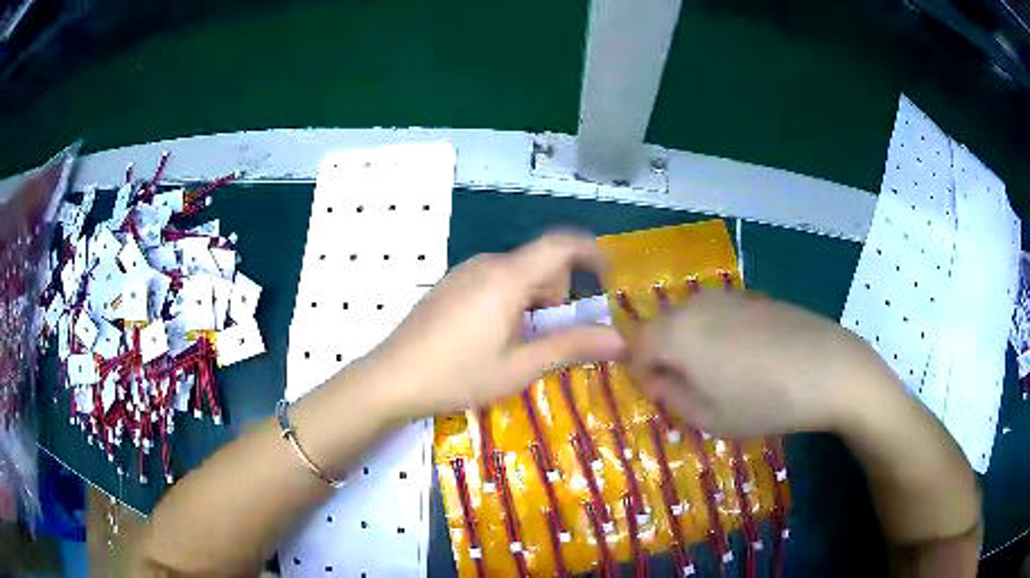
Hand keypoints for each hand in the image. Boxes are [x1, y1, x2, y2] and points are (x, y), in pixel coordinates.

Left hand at [374, 233, 624, 418]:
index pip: (560, 245)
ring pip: (518, 272)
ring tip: (520, 341)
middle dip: (559, 291)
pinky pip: (495, 280)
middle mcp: (487, 264)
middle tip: (552, 333)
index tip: (610, 274)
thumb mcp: (520, 366)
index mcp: (507, 277)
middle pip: (540, 262)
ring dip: (534, 298)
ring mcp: (464, 272)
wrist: (392, 378)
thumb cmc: (459, 375)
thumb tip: (619, 339)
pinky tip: (493, 335)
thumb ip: (571, 346)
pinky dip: (511, 299)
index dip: (591, 251)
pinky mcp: (450, 284)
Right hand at [627, 290, 893, 435]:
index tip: (664, 398)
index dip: (642, 375)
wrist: (828, 369)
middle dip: (665, 358)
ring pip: (690, 321)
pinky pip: (718, 316)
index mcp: (676, 332)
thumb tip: (657, 379)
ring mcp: (727, 296)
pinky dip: (718, 336)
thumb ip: (669, 396)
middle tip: (691, 391)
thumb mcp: (707, 416)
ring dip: (692, 347)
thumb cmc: (763, 401)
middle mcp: (695, 305)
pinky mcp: (753, 297)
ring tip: (722, 377)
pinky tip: (749, 360)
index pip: (635, 347)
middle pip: (660, 328)